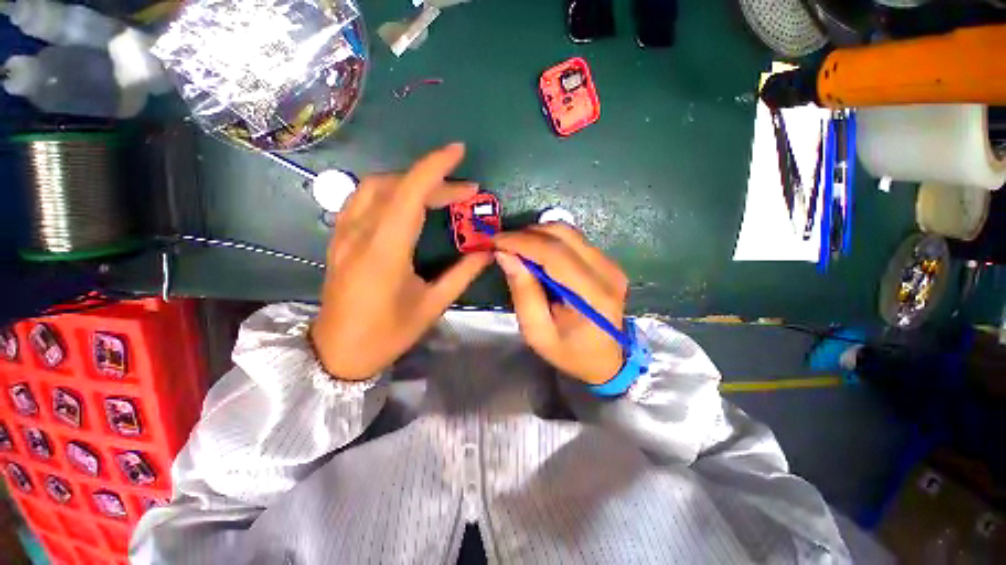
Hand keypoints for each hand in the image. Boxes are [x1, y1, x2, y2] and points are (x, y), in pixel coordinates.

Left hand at [311, 144, 490, 379]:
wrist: (337, 352)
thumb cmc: (387, 334)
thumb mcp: (432, 306)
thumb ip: (462, 274)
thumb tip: (488, 251)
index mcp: (385, 253)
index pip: (408, 195)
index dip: (434, 168)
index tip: (458, 152)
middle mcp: (359, 235)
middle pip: (395, 186)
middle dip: (434, 180)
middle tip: (465, 192)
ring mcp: (343, 235)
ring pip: (374, 186)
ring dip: (409, 181)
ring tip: (438, 193)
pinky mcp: (339, 239)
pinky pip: (362, 199)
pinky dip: (389, 190)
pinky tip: (406, 202)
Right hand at [493, 224, 628, 384]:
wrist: (605, 358)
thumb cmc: (569, 351)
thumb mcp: (537, 331)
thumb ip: (523, 291)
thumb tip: (505, 254)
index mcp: (593, 296)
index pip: (555, 254)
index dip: (523, 242)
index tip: (496, 240)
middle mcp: (607, 273)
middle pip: (563, 235)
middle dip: (528, 234)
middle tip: (504, 245)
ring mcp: (610, 264)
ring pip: (569, 232)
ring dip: (538, 235)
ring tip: (517, 249)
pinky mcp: (607, 262)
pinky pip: (574, 240)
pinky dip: (550, 240)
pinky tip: (536, 253)